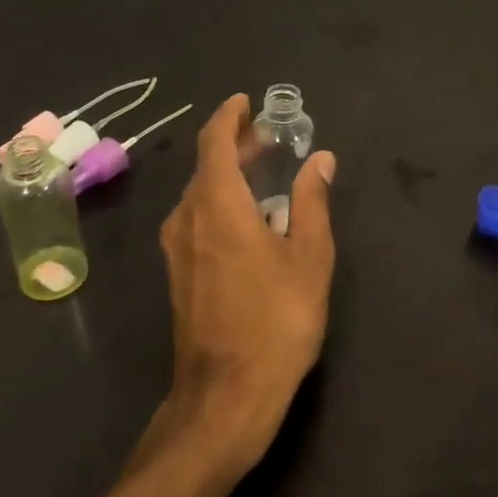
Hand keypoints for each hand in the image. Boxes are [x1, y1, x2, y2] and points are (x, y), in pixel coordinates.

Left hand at [156, 94, 336, 471]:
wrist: (227, 394)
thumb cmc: (276, 320)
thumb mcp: (309, 257)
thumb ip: (312, 202)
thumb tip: (321, 159)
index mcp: (217, 205)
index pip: (214, 142)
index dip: (229, 117)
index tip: (247, 102)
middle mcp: (187, 218)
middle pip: (206, 166)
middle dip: (235, 145)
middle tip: (268, 137)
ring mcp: (177, 248)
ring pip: (199, 193)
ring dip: (227, 174)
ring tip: (262, 171)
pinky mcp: (178, 273)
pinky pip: (196, 218)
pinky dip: (220, 201)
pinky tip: (248, 217)